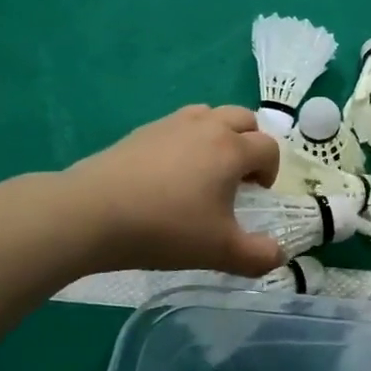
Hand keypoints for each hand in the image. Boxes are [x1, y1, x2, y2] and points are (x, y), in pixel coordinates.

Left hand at [69, 105, 284, 275]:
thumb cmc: (166, 228)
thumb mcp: (219, 251)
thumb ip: (257, 256)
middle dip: (250, 143)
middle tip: (238, 177)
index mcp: (232, 149)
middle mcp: (207, 127)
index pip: (268, 148)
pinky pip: (178, 124)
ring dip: (219, 134)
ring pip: (210, 114)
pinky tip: (170, 172)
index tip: (256, 196)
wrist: (92, 213)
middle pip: (244, 119)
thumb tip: (278, 255)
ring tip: (206, 168)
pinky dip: (187, 139)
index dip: (270, 171)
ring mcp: (172, 124)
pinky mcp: (142, 131)